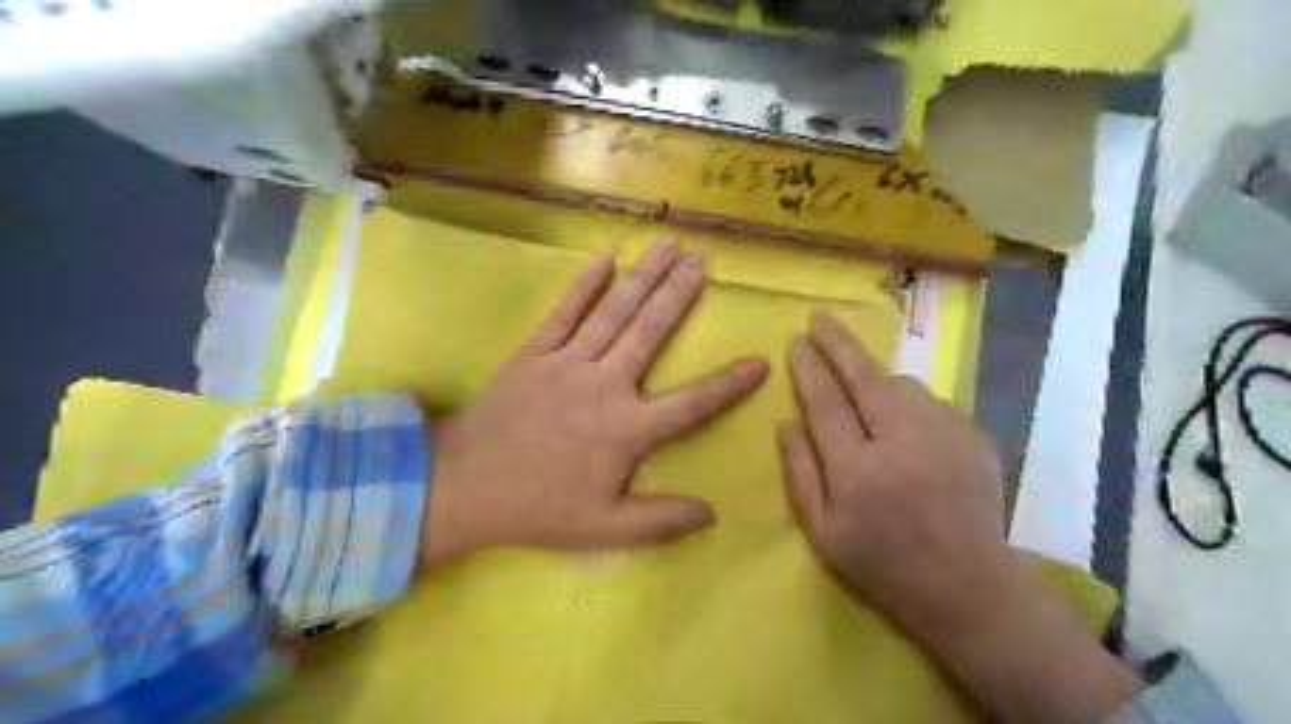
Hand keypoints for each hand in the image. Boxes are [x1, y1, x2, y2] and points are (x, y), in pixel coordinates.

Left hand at [425, 241, 763, 568]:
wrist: (464, 486)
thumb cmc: (539, 508)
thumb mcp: (605, 529)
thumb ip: (661, 520)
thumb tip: (712, 512)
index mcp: (626, 429)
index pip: (692, 404)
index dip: (729, 385)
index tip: (760, 362)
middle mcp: (604, 385)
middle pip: (650, 333)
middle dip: (679, 295)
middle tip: (703, 262)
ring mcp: (567, 363)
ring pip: (614, 313)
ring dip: (644, 278)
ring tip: (670, 246)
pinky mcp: (534, 353)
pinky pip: (564, 313)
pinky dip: (585, 285)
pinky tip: (605, 259)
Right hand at [775, 308, 1006, 633]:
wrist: (966, 586)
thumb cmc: (881, 563)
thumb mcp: (822, 530)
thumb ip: (799, 471)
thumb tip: (785, 421)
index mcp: (858, 471)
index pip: (824, 402)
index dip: (807, 368)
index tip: (795, 340)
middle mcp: (901, 443)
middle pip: (864, 377)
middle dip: (837, 342)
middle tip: (819, 317)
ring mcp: (944, 435)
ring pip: (900, 384)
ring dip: (874, 377)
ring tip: (860, 385)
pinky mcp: (972, 435)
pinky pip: (927, 402)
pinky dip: (906, 402)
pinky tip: (901, 424)